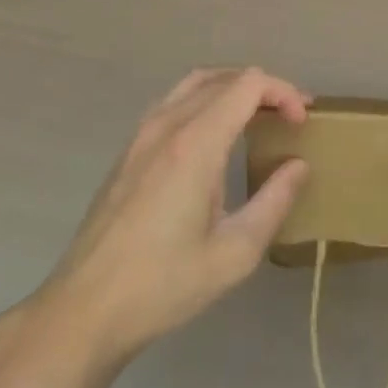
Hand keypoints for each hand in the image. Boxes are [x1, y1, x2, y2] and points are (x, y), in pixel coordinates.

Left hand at [29, 68, 308, 370]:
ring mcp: (142, 135)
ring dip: (232, 89)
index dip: (283, 92)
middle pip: (224, 78)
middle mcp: (167, 125)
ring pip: (195, 83)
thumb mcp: (234, 253)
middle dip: (264, 89)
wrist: (85, 310)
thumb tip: (299, 165)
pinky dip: (205, 100)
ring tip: (259, 116)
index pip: (248, 85)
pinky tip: (216, 135)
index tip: (302, 122)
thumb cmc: (163, 285)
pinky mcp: (128, 151)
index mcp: (196, 143)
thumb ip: (274, 202)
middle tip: (290, 117)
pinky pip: (173, 102)